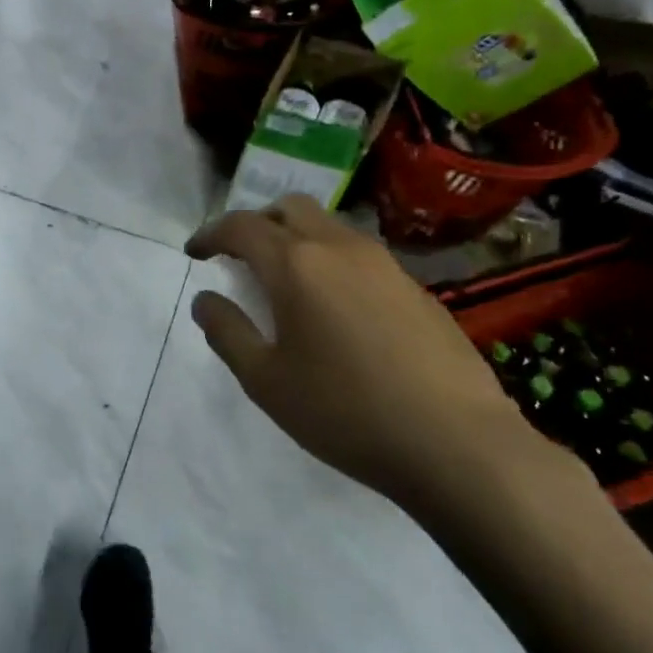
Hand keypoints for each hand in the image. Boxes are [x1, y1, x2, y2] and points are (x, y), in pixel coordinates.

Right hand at [186, 197, 567, 512]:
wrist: (458, 444)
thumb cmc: (345, 412)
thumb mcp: (265, 380)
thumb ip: (226, 332)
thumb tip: (205, 301)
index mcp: (296, 265)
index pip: (241, 227)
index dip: (210, 234)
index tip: (194, 252)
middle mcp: (340, 248)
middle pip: (290, 208)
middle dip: (257, 223)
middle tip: (240, 257)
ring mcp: (385, 265)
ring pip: (330, 227)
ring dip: (297, 239)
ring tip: (286, 282)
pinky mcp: (417, 288)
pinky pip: (361, 255)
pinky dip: (332, 262)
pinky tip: (336, 310)